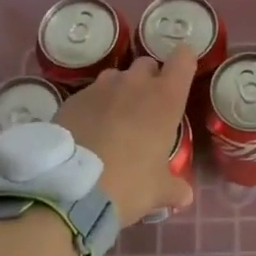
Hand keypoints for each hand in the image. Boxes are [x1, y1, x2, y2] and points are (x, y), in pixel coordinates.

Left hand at [53, 47, 196, 225]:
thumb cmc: (129, 184)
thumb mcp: (158, 191)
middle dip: (149, 80)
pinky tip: (88, 132)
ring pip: (116, 77)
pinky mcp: (74, 98)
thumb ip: (175, 188)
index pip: (183, 59)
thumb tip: (185, 197)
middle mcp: (135, 83)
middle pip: (147, 64)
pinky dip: (93, 107)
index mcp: (165, 98)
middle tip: (146, 110)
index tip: (181, 77)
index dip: (183, 63)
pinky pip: (90, 94)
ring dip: (120, 91)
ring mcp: (101, 87)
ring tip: (114, 120)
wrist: (70, 189)